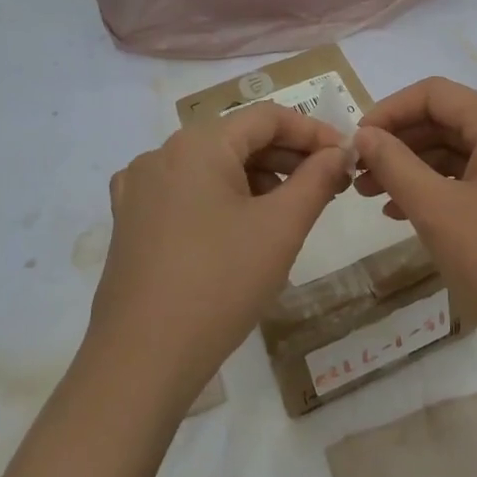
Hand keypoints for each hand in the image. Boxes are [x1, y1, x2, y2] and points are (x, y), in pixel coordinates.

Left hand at [86, 103, 352, 409]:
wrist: (142, 359)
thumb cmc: (221, 283)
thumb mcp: (282, 228)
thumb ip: (317, 179)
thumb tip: (340, 151)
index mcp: (197, 144)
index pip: (267, 117)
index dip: (313, 132)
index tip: (347, 158)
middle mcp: (162, 154)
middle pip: (237, 138)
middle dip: (287, 158)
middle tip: (329, 187)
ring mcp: (139, 188)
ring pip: (212, 166)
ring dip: (258, 179)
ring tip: (291, 212)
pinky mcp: (130, 221)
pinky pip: (186, 192)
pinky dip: (222, 198)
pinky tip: (242, 230)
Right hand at [352, 77, 476, 359]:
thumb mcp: (435, 210)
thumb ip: (394, 163)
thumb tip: (363, 134)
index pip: (435, 94)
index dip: (389, 111)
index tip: (356, 142)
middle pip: (450, 120)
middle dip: (400, 143)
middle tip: (360, 174)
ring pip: (464, 151)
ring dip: (418, 167)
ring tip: (376, 197)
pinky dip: (445, 187)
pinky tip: (410, 212)